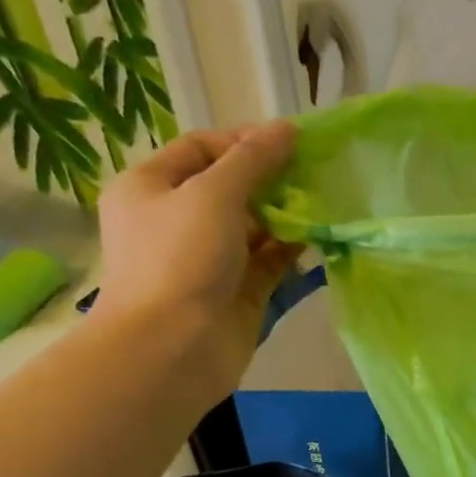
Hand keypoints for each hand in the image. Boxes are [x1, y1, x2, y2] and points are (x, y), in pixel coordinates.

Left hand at [94, 123, 302, 396]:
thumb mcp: (214, 194)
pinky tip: (318, 235)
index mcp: (151, 187)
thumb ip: (253, 160)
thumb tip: (287, 128)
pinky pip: (267, 260)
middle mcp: (176, 220)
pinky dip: (290, 248)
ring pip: (253, 226)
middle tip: (313, 173)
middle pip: (230, 187)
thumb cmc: (180, 258)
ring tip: (324, 200)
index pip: (200, 149)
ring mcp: (208, 259)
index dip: (243, 141)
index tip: (289, 143)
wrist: (172, 347)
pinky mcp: (236, 291)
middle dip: (271, 179)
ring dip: (285, 213)